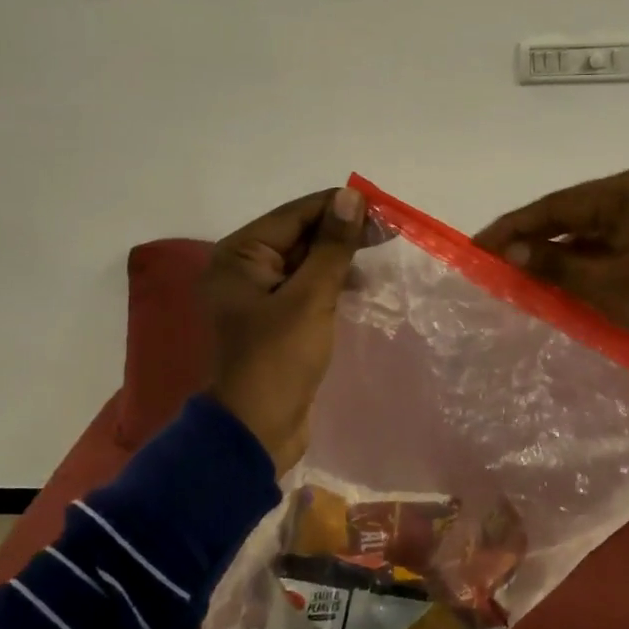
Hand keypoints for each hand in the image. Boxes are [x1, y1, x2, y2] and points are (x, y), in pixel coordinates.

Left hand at [205, 186, 363, 473]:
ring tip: (379, 257)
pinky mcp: (275, 319)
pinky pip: (306, 288)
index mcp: (239, 255)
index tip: (383, 209)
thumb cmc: (278, 359)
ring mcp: (258, 295)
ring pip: (306, 262)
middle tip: (389, 233)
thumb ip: (332, 246)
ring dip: (339, 258)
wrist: (256, 431)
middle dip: (342, 233)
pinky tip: (361, 285)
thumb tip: (350, 197)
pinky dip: (331, 282)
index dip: (339, 208)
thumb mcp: (310, 298)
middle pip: (300, 235)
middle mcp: (243, 268)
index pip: (295, 214)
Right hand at [473, 169, 628, 386]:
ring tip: (511, 279)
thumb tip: (510, 252)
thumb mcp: (609, 285)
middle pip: (565, 217)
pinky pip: (601, 250)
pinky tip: (552, 286)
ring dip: (551, 257)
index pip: (552, 207)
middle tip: (488, 266)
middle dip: (528, 242)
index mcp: (622, 192)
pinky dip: (577, 268)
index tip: (475, 248)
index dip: (511, 228)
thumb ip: (555, 265)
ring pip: (581, 236)